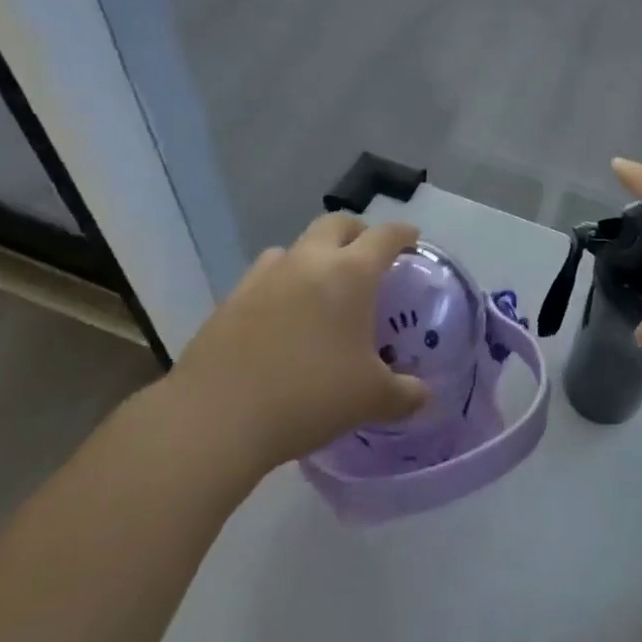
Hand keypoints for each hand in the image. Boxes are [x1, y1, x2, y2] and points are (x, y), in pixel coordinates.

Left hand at [172, 214, 428, 468]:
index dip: (403, 233)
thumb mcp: (370, 399)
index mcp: (350, 274)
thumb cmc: (309, 396)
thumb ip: (404, 394)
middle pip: (336, 224)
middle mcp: (309, 261)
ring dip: (315, 256)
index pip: (385, 236)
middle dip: (357, 232)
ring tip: (321, 287)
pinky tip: (282, 315)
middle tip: (368, 257)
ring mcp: (265, 276)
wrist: (216, 417)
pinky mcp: (232, 298)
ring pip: (296, 246)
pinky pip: (265, 275)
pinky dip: (282, 283)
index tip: (412, 239)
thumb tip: (425, 396)